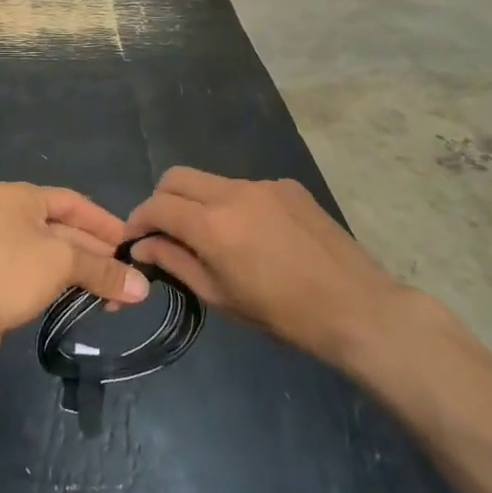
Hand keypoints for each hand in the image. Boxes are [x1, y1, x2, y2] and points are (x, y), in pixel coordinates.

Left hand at [0, 183, 149, 357]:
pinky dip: (63, 285)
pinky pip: (39, 274)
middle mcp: (9, 215)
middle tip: (130, 283)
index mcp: (21, 196)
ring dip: (84, 274)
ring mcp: (0, 247)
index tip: (133, 247)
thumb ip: (103, 270)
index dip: (106, 223)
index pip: (74, 202)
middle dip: (98, 256)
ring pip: (54, 256)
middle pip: (65, 230)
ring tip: (115, 300)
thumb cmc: (7, 271)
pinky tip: (85, 302)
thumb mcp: (61, 262)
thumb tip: (143, 287)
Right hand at [126, 167, 403, 366]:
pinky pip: (245, 187)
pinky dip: (233, 205)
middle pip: (176, 177)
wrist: (357, 308)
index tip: (135, 240)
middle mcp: (233, 192)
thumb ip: (176, 262)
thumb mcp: (220, 296)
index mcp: (213, 225)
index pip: (157, 205)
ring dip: (198, 202)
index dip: (138, 220)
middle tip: (165, 232)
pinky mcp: (287, 186)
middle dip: (161, 200)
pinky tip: (254, 236)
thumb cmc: (283, 315)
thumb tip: (143, 245)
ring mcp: (263, 184)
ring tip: (213, 239)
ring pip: (211, 181)